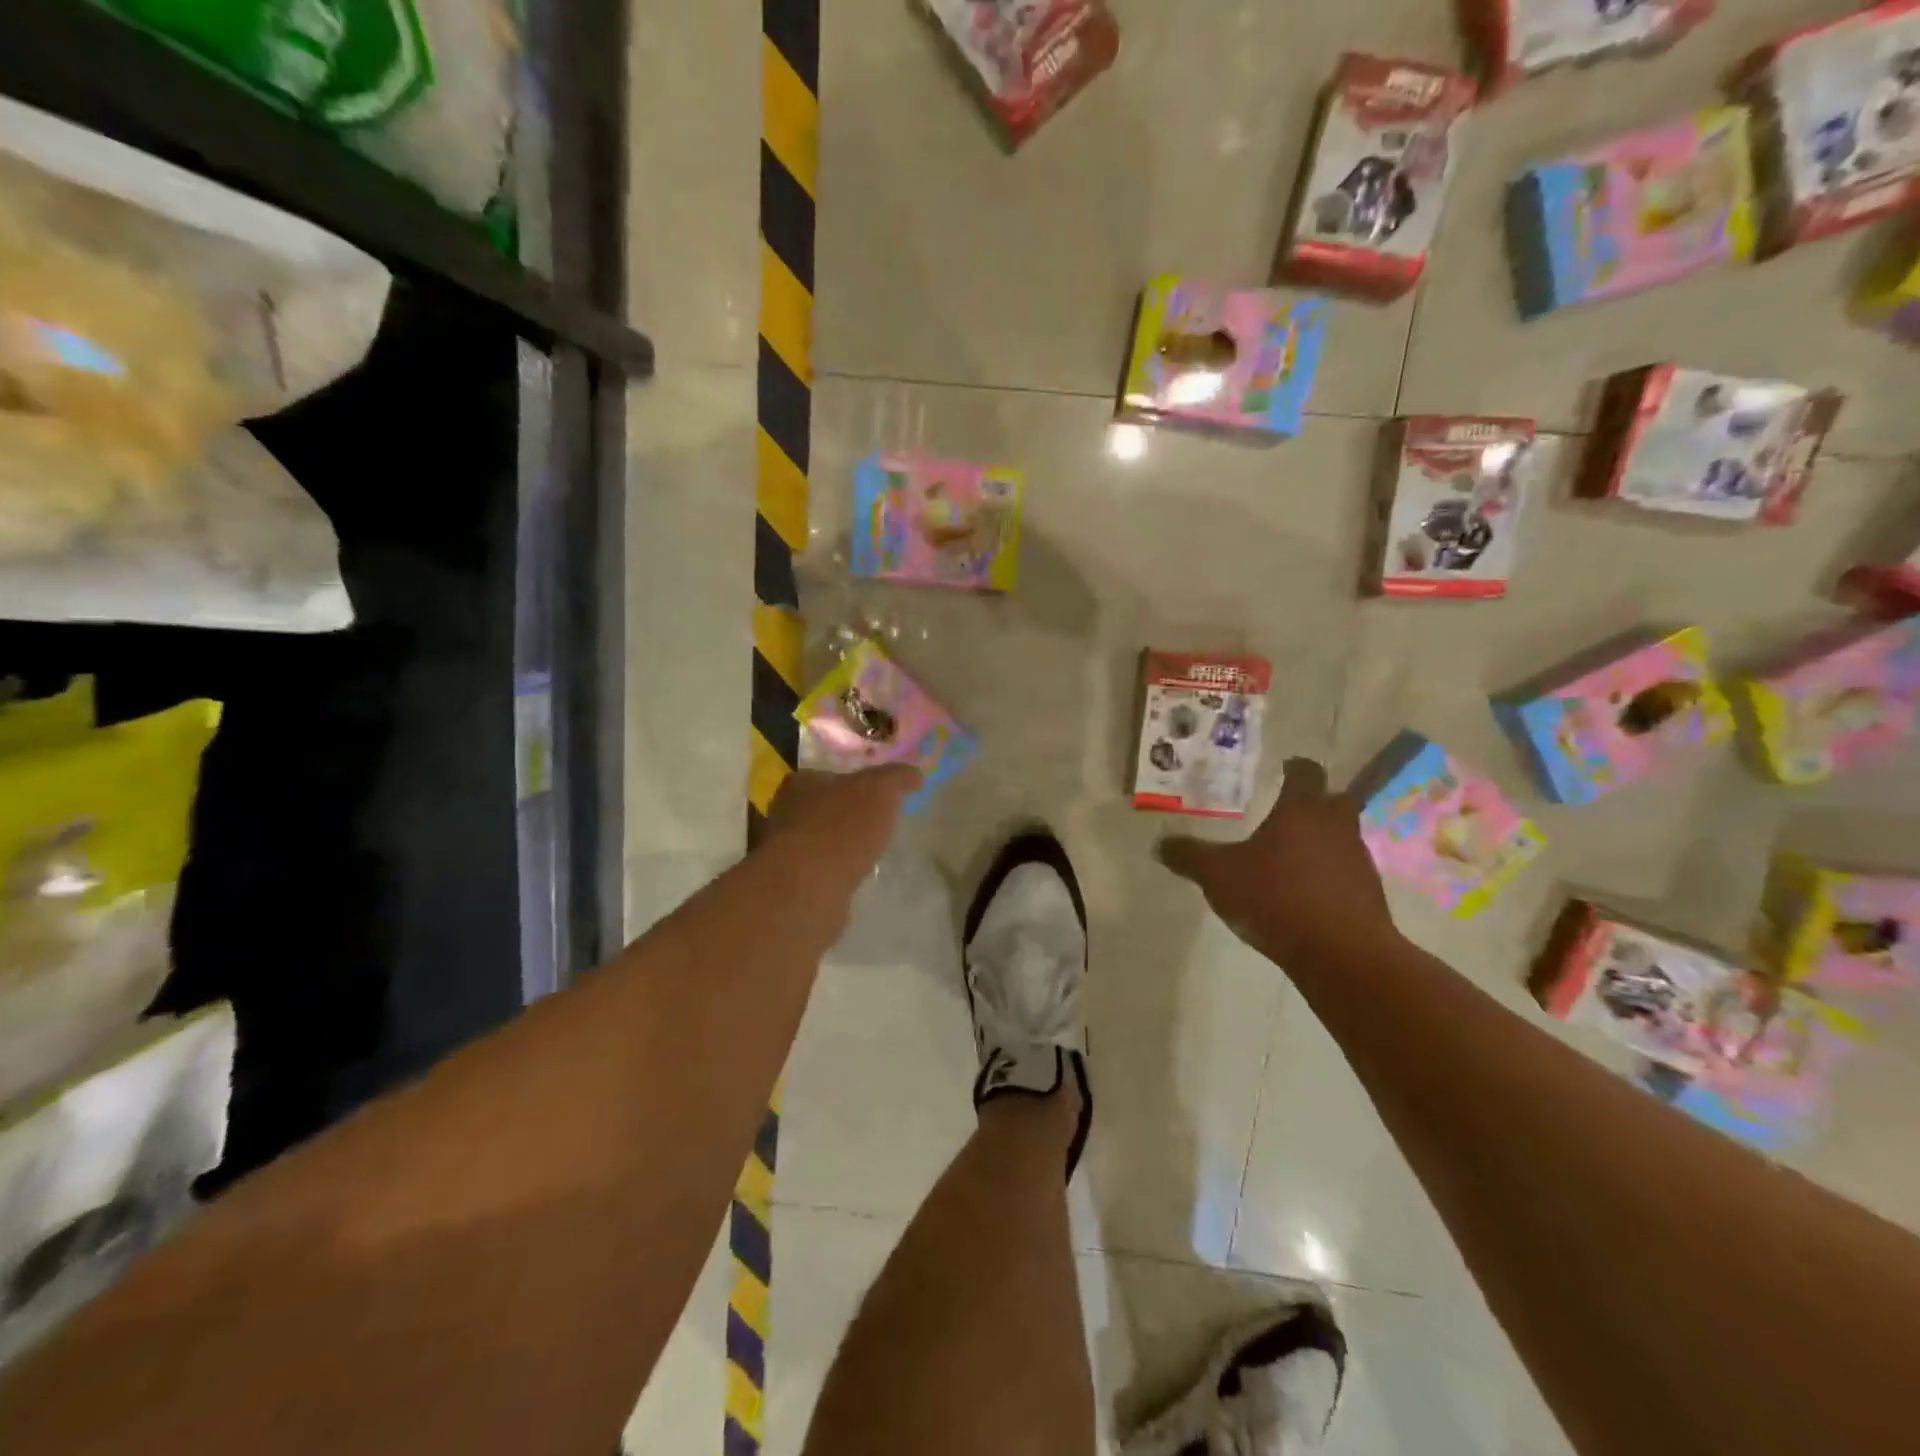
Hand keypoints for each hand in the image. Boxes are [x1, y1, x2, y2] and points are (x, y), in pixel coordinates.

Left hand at [764, 765, 920, 898]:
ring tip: (869, 853)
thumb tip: (914, 774)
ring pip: (820, 841)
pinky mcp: (792, 883)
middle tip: (876, 823)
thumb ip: (896, 778)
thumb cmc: (842, 827)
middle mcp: (786, 813)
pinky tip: (854, 878)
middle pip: (823, 807)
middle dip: (847, 815)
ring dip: (841, 846)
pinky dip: (836, 872)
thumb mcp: (880, 790)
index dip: (854, 782)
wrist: (808, 888)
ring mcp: (785, 851)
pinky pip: (820, 871)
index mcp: (802, 783)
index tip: (877, 794)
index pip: (828, 775)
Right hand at [1159, 757, 1396, 971]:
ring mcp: (1357, 860)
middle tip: (1284, 811)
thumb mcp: (1218, 875)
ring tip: (1288, 857)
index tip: (1282, 768)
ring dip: (1320, 841)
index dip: (1293, 767)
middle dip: (1312, 802)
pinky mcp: (1368, 895)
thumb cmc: (1277, 898)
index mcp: (1302, 810)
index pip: (1305, 772)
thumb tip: (1160, 844)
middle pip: (1332, 800)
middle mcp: (1336, 826)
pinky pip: (1344, 873)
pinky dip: (1326, 875)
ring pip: (1340, 837)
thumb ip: (1189, 856)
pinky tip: (1302, 894)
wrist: (1343, 955)